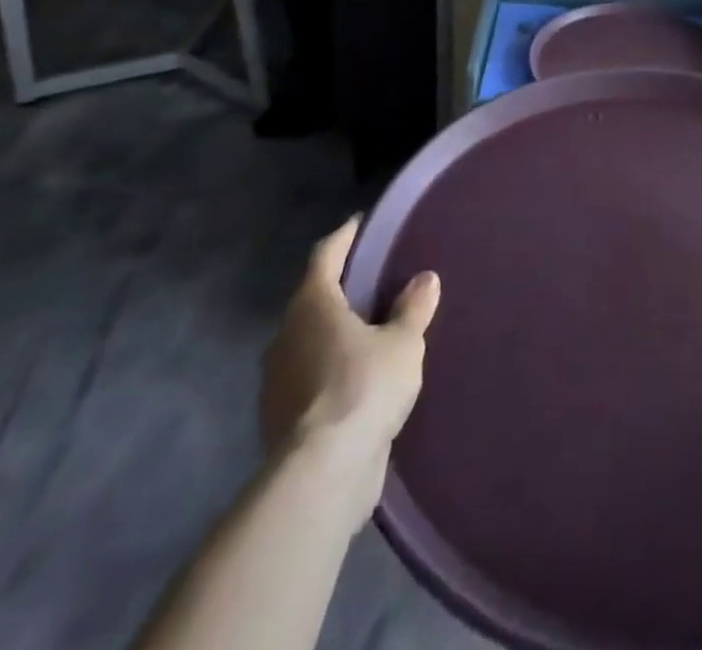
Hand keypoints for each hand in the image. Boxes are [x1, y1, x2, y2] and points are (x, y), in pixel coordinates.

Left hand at [259, 220, 440, 463]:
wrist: (320, 476)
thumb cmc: (363, 389)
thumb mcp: (403, 343)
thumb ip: (413, 309)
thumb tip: (425, 279)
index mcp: (312, 305)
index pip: (325, 255)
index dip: (344, 237)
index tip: (360, 224)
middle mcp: (286, 335)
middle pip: (313, 299)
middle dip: (341, 290)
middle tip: (374, 282)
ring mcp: (277, 380)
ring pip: (308, 342)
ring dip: (334, 335)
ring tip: (369, 334)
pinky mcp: (279, 420)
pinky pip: (308, 379)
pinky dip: (330, 372)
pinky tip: (357, 382)